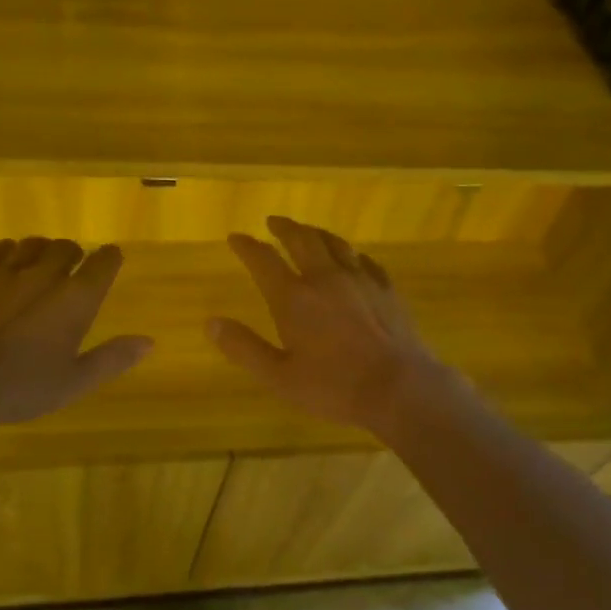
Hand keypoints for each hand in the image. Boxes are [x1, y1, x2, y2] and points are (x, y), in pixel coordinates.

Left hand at [0, 237, 152, 431]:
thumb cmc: (23, 386)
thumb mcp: (75, 381)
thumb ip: (112, 358)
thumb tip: (148, 342)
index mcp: (75, 299)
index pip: (102, 263)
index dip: (110, 258)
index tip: (112, 258)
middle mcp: (44, 275)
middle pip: (66, 247)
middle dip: (75, 254)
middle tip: (74, 268)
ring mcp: (6, 273)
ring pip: (32, 244)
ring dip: (43, 250)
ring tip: (41, 264)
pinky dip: (10, 252)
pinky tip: (8, 263)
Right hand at [207, 215, 454, 434]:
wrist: (399, 387)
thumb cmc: (334, 387)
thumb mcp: (279, 377)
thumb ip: (244, 348)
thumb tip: (211, 322)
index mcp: (294, 298)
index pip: (263, 260)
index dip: (246, 246)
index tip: (235, 238)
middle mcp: (325, 278)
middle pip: (302, 240)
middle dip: (284, 228)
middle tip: (273, 221)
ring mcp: (359, 280)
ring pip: (335, 243)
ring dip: (316, 232)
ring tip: (307, 230)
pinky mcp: (386, 289)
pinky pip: (365, 260)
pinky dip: (350, 254)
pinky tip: (352, 258)